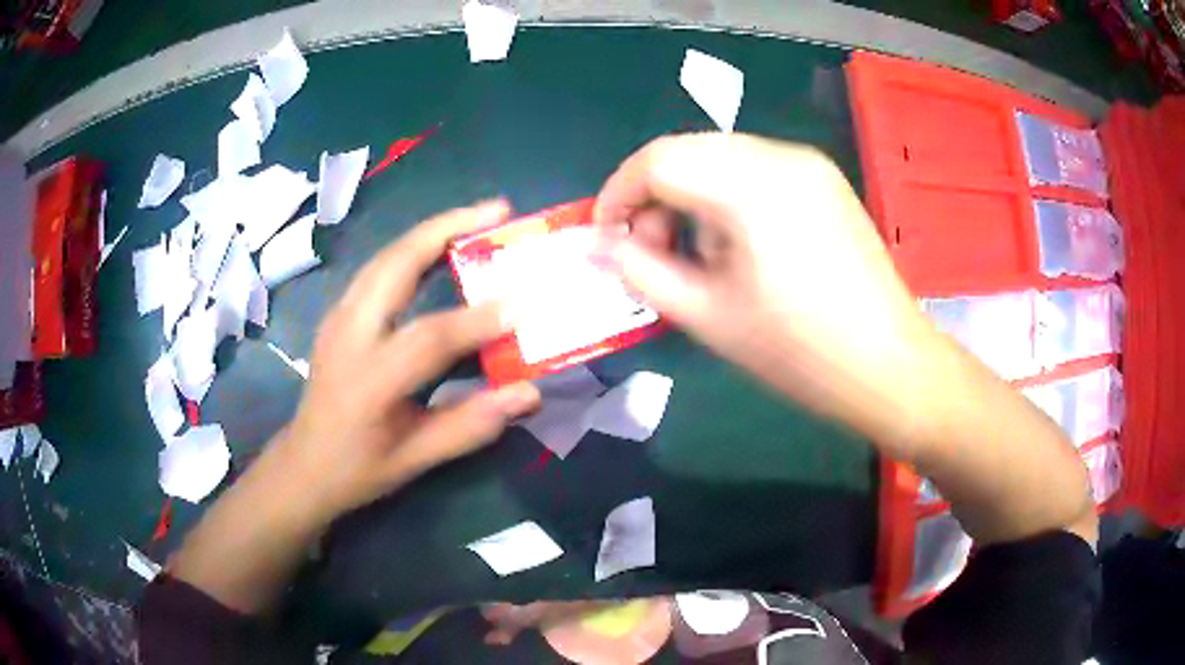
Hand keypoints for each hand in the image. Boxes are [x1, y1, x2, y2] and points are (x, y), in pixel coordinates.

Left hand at [270, 200, 541, 524]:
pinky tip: (440, 248)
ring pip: (385, 256)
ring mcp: (338, 317)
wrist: (303, 464)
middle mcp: (348, 335)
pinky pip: (379, 268)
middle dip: (447, 229)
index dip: (478, 319)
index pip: (429, 338)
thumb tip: (529, 393)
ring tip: (477, 218)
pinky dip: (414, 249)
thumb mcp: (415, 460)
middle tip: (497, 210)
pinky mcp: (338, 312)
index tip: (524, 303)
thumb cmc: (358, 469)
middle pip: (395, 265)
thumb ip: (471, 425)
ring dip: (431, 230)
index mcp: (368, 380)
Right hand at [593, 134, 938, 445]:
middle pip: (687, 151)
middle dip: (653, 197)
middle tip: (650, 252)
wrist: (888, 365)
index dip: (618, 194)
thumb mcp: (706, 316)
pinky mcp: (824, 179)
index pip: (658, 160)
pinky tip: (736, 244)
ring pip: (719, 157)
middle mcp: (780, 156)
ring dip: (689, 196)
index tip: (606, 237)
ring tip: (697, 256)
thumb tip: (602, 245)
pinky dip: (725, 196)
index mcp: (750, 185)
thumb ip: (640, 271)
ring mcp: (808, 163)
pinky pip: (754, 169)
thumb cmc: (798, 352)